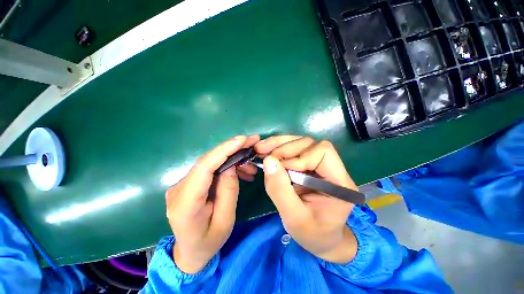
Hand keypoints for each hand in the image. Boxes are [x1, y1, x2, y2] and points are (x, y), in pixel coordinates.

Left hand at [166, 135, 259, 273]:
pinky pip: (209, 169)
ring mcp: (181, 184)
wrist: (190, 252)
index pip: (204, 167)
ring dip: (231, 158)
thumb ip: (228, 191)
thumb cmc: (208, 242)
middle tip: (252, 142)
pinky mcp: (189, 183)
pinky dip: (226, 166)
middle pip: (207, 160)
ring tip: (250, 163)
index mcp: (185, 203)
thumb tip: (232, 165)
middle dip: (231, 148)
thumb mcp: (226, 220)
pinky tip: (240, 170)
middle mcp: (178, 189)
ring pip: (210, 163)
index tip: (242, 140)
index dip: (224, 150)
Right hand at [255, 135, 357, 263]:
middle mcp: (332, 168)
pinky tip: (267, 151)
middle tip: (263, 153)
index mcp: (339, 182)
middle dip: (285, 148)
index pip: (323, 152)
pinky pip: (294, 150)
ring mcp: (320, 164)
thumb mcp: (293, 217)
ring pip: (300, 143)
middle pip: (309, 144)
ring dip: (279, 145)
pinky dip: (279, 148)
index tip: (281, 169)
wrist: (320, 238)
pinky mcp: (309, 165)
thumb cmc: (312, 233)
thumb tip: (268, 161)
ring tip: (261, 149)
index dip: (299, 157)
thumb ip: (280, 190)